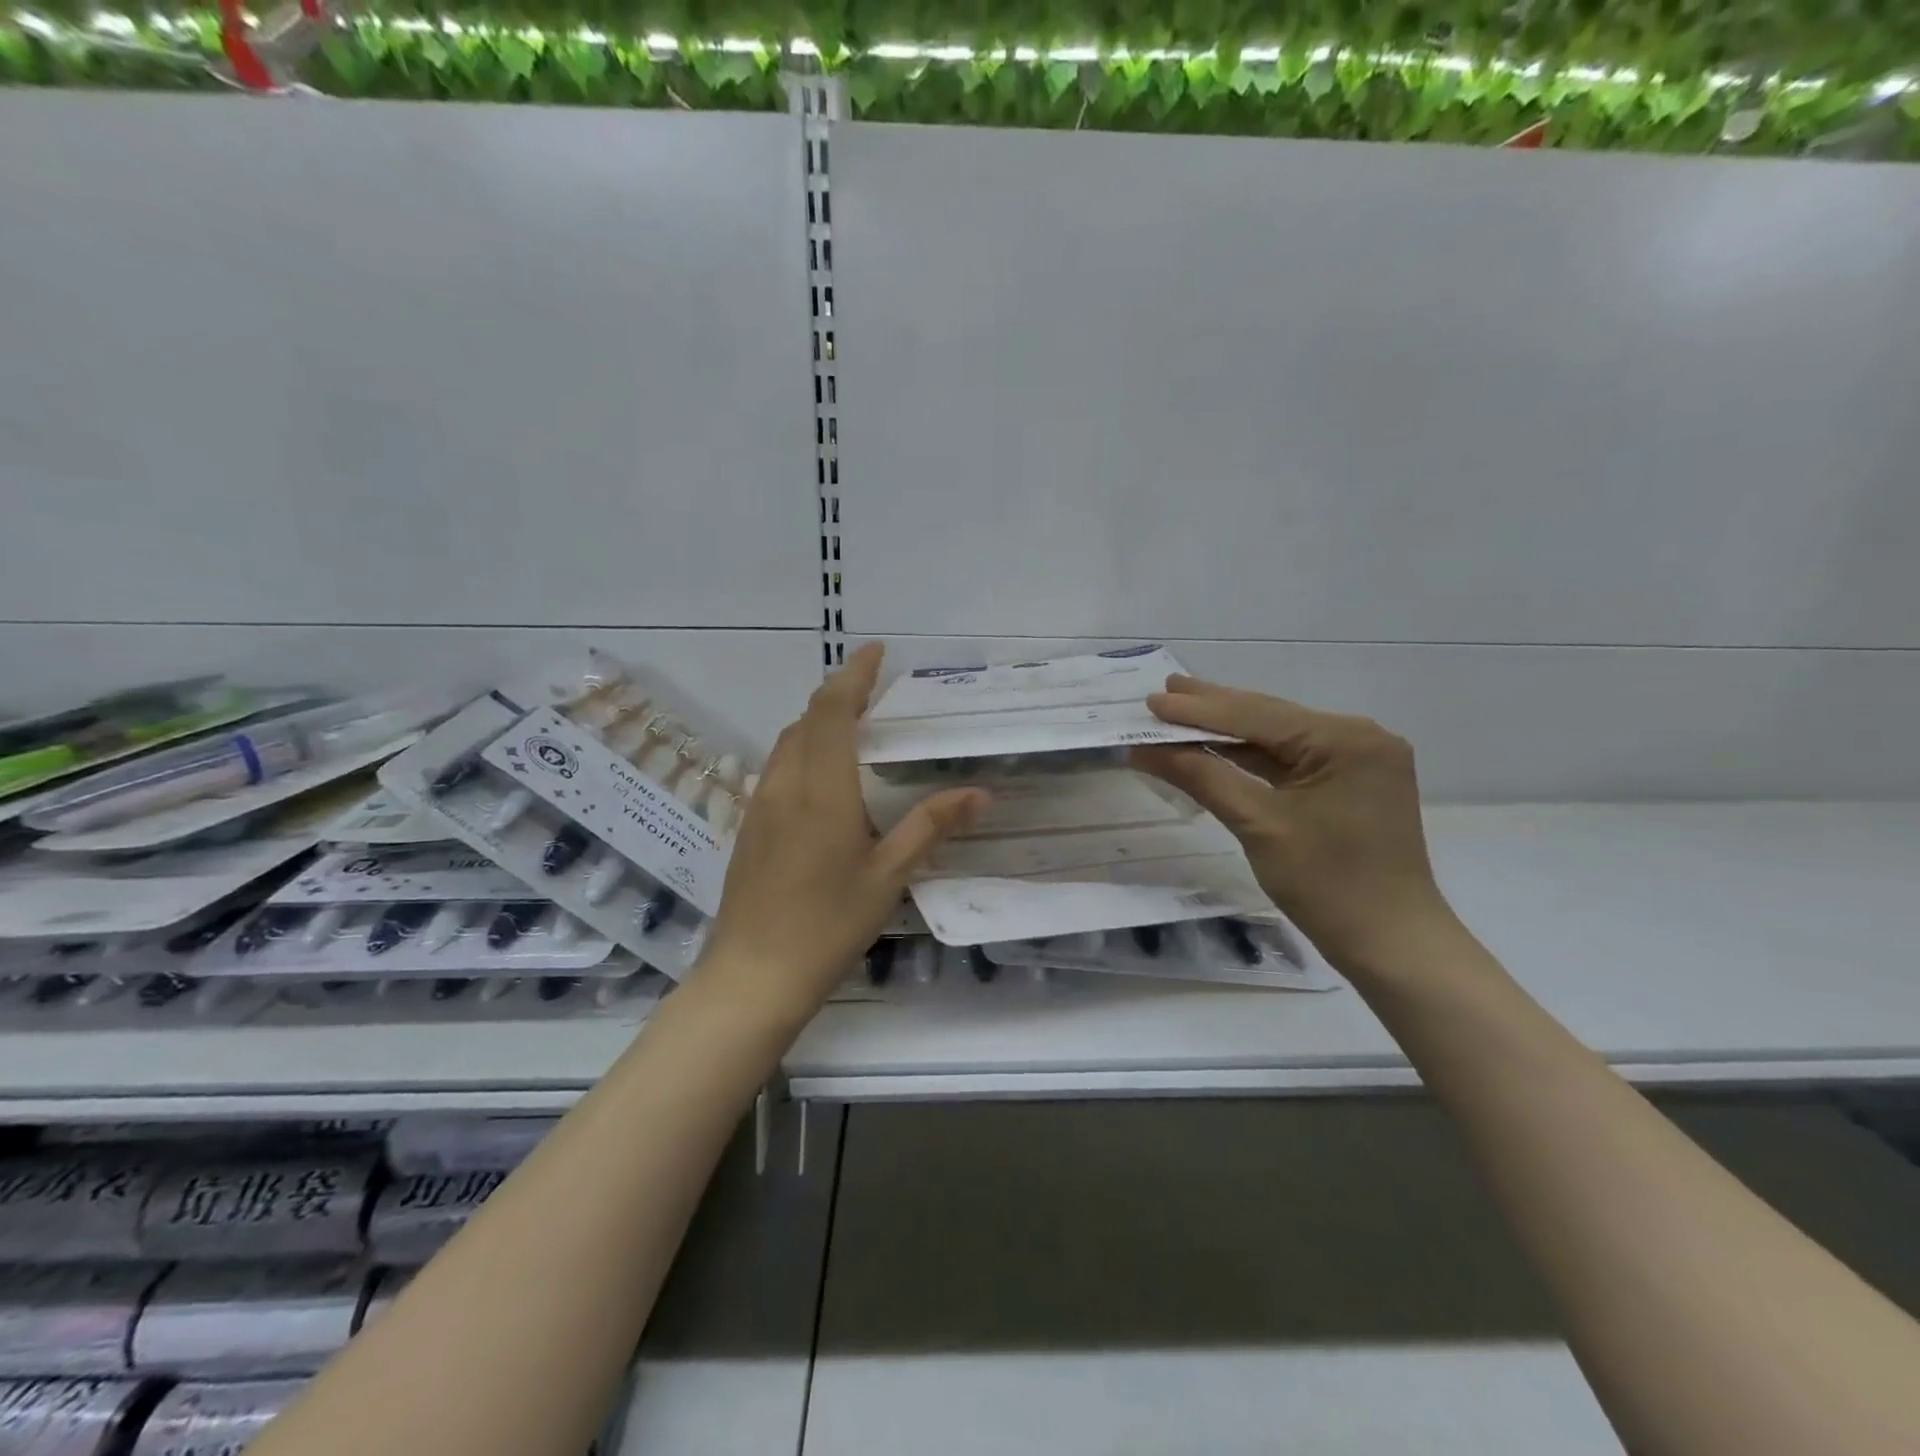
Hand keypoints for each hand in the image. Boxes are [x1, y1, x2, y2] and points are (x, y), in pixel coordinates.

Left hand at [696, 643, 988, 1024]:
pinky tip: (822, 775)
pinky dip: (802, 749)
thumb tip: (979, 792)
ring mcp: (761, 805)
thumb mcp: (888, 876)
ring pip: (787, 742)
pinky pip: (777, 767)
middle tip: (873, 686)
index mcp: (823, 789)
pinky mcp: (750, 826)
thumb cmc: (828, 924)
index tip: (875, 651)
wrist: (753, 974)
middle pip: (807, 719)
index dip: (853, 676)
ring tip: (851, 722)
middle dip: (838, 693)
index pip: (834, 712)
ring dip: (817, 720)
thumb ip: (931, 826)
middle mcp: (786, 784)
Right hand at [1131, 676, 1453, 978]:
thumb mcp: (1258, 825)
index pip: (1256, 715)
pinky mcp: (1351, 783)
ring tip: (1180, 713)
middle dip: (1213, 709)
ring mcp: (1357, 760)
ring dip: (1228, 731)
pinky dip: (1250, 757)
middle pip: (1269, 718)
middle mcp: (1357, 737)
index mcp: (1344, 739)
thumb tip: (1145, 748)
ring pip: (1278, 738)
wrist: (1391, 944)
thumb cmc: (1327, 884)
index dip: (1198, 709)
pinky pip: (1291, 760)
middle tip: (1163, 693)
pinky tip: (1216, 747)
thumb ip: (1202, 776)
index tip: (1151, 700)